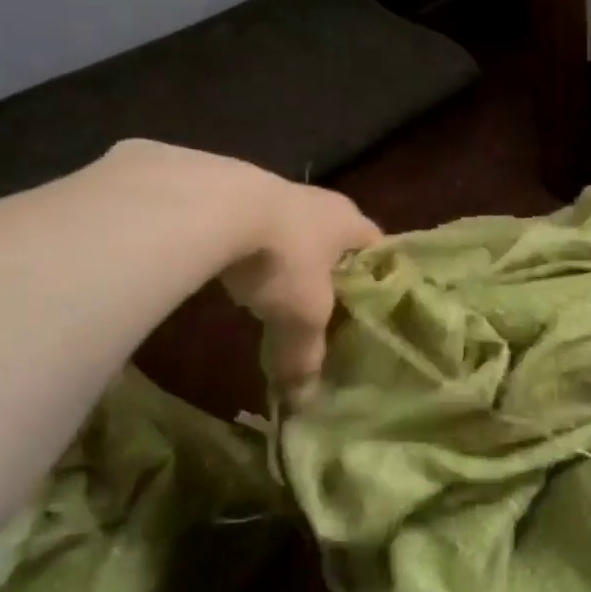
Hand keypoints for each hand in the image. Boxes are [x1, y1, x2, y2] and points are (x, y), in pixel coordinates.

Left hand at [213, 172, 379, 400]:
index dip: (378, 276)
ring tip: (277, 288)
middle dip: (331, 267)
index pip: (379, 249)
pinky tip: (235, 267)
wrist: (211, 204)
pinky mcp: (233, 188)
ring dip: (288, 254)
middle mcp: (322, 201)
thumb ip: (304, 356)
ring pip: (293, 227)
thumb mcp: (300, 317)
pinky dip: (249, 245)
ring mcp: (277, 190)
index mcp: (351, 224)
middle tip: (326, 301)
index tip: (372, 303)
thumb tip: (301, 402)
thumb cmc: (281, 259)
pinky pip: (253, 222)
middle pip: (336, 237)